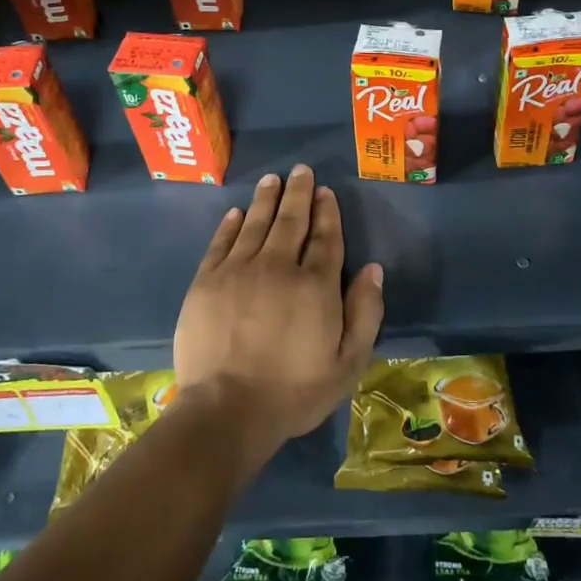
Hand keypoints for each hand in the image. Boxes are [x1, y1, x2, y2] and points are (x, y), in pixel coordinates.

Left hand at [172, 165, 383, 468]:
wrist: (226, 411)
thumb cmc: (293, 392)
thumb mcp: (347, 363)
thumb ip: (365, 313)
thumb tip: (373, 269)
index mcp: (315, 285)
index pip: (325, 238)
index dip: (327, 212)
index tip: (325, 191)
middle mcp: (278, 267)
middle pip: (291, 221)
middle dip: (298, 193)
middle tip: (300, 170)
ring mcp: (238, 271)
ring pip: (256, 224)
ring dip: (266, 199)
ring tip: (272, 179)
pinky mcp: (206, 282)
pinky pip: (221, 243)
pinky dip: (230, 225)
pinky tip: (236, 212)